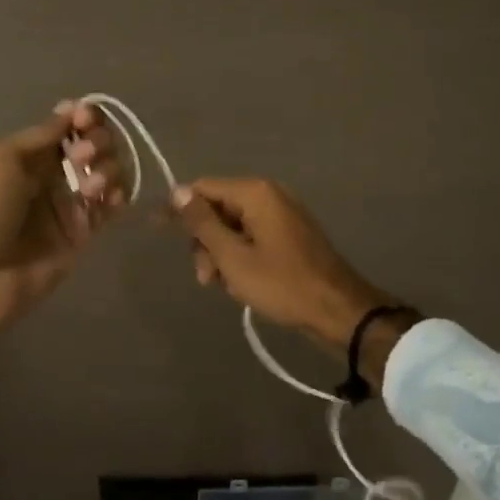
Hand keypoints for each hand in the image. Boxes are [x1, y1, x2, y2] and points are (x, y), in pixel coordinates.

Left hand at [0, 102, 126, 355]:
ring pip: (108, 172)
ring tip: (90, 187)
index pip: (70, 126)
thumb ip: (42, 135)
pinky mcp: (84, 234)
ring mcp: (71, 205)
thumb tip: (73, 109)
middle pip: (94, 145)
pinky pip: (112, 207)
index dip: (85, 117)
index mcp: (30, 154)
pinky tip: (108, 198)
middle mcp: (54, 175)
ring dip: (108, 168)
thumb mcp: (3, 159)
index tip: (85, 120)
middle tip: (82, 157)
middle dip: (97, 141)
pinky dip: (119, 195)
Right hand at [171, 178, 393, 351]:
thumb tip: (177, 191)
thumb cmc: (281, 284)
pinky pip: (252, 236)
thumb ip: (202, 223)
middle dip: (205, 241)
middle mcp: (269, 195)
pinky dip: (241, 257)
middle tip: (206, 278)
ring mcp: (282, 214)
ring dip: (221, 254)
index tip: (161, 234)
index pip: (202, 188)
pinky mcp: (289, 234)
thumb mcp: (233, 257)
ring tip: (225, 286)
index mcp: (255, 193)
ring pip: (233, 226)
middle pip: (217, 208)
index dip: (180, 210)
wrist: (338, 312)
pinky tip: (242, 284)